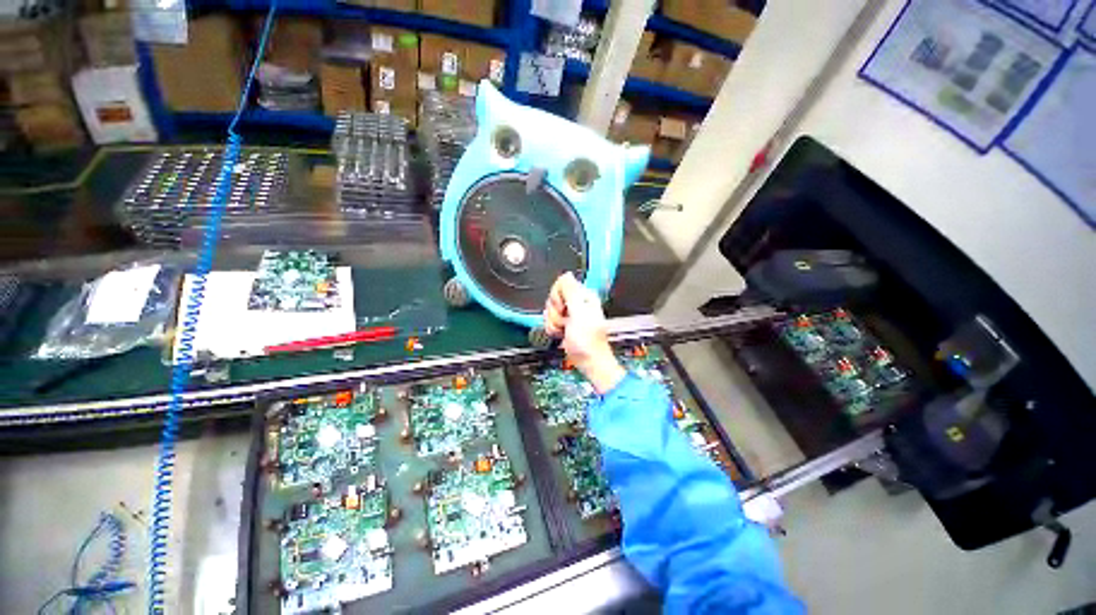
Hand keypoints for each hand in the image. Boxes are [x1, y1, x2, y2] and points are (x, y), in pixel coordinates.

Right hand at [543, 273, 625, 393]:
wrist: (588, 361)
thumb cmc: (587, 340)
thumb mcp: (579, 313)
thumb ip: (571, 292)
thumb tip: (566, 275)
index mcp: (583, 296)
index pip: (561, 284)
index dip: (558, 297)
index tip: (563, 308)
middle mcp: (577, 302)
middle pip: (553, 297)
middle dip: (555, 312)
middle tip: (565, 322)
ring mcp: (570, 314)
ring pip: (550, 310)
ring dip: (553, 322)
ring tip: (564, 330)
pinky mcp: (564, 323)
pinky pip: (550, 320)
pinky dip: (552, 328)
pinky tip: (561, 334)